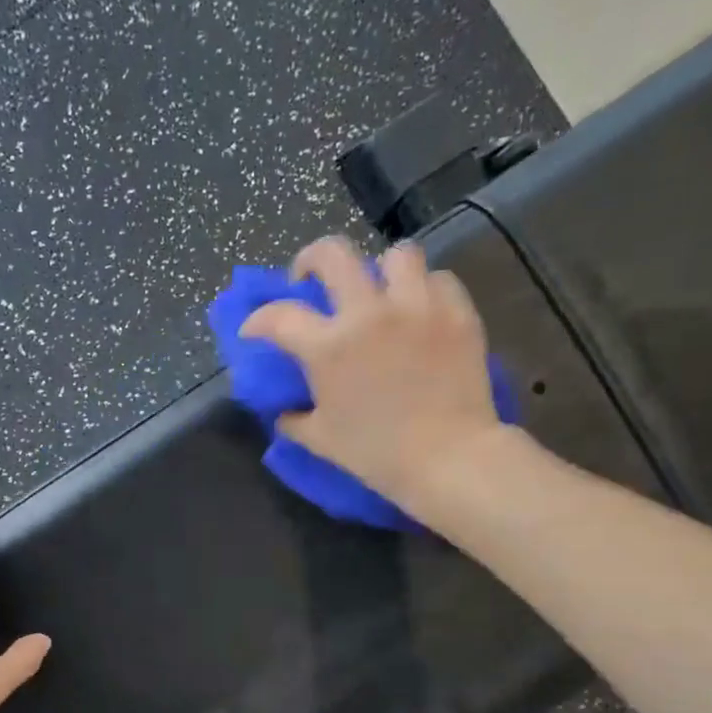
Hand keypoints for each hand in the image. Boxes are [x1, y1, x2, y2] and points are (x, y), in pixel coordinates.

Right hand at [239, 235, 503, 505]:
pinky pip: (439, 280)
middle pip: (334, 254)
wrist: (447, 459)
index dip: (258, 320)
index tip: (254, 329)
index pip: (279, 316)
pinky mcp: (457, 313)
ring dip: (381, 269)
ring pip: (397, 255)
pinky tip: (421, 311)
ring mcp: (417, 307)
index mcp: (329, 347)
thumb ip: (295, 421)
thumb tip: (284, 412)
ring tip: (380, 291)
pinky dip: (425, 290)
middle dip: (312, 259)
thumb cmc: (377, 454)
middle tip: (312, 279)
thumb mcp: (322, 441)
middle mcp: (369, 313)